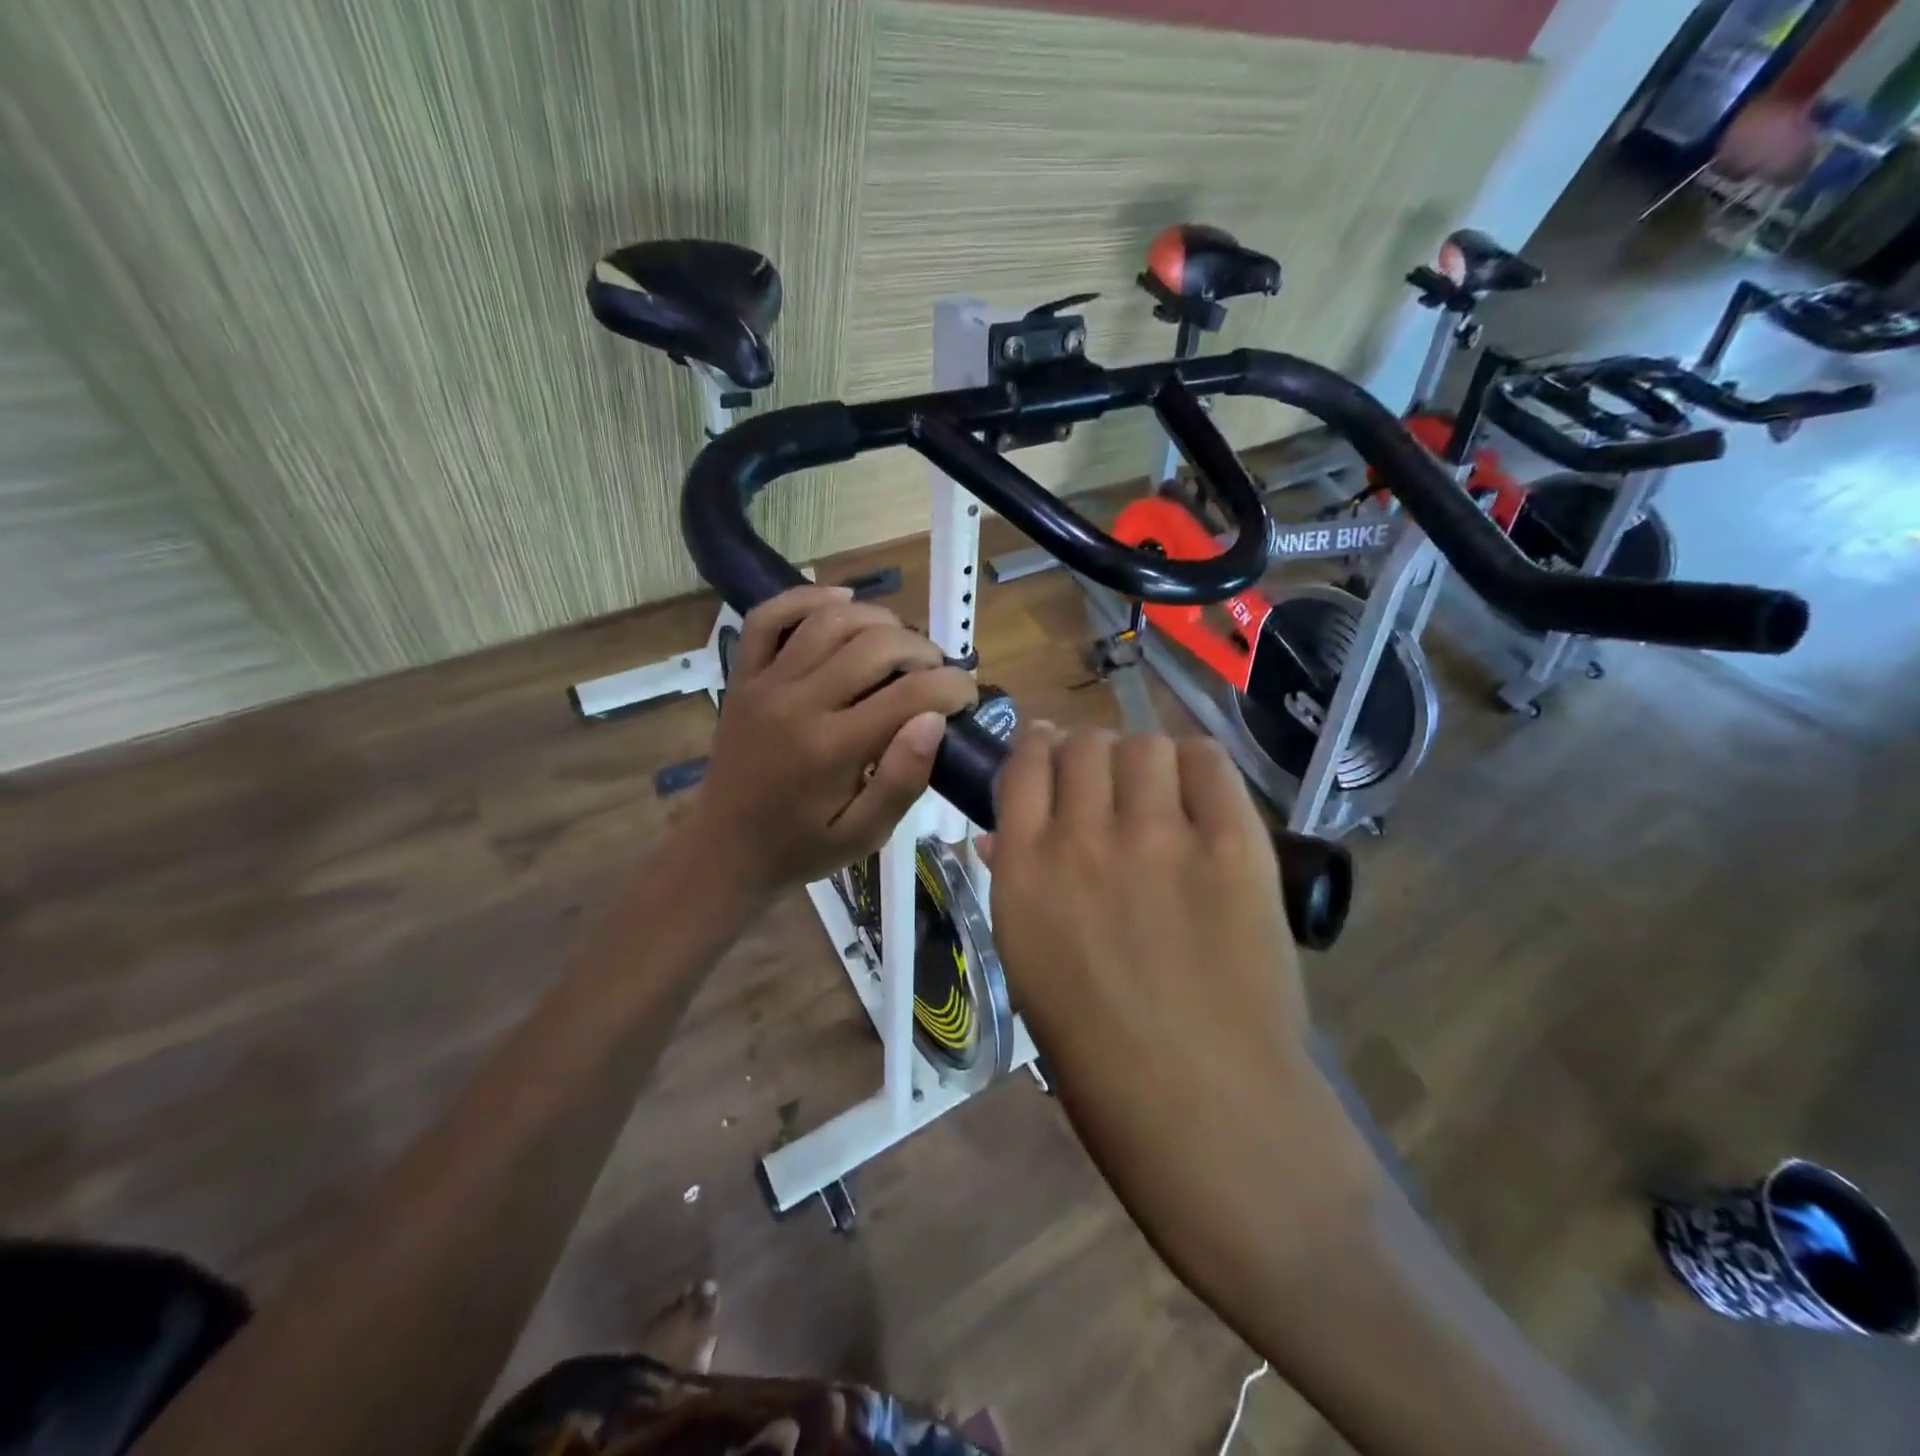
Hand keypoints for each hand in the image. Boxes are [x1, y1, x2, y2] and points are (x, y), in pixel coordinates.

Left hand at [683, 585, 976, 899]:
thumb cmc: (802, 847)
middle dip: (922, 651)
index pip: (910, 693)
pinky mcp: (743, 675)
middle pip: (875, 645)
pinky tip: (842, 599)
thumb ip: (902, 780)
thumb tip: (935, 720)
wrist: (725, 849)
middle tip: (936, 674)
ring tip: (902, 643)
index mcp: (832, 748)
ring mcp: (765, 683)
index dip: (953, 686)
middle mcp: (798, 703)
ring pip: (830, 620)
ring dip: (879, 620)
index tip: (968, 695)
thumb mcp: (864, 835)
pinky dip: (806, 597)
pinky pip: (769, 617)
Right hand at [983, 727, 1373, 1259]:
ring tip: (1156, 791)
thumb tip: (1000, 834)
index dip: (1035, 746)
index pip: (1022, 767)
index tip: (1046, 746)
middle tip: (1106, 779)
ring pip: (1144, 746)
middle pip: (1083, 745)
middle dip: (1088, 753)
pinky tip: (1198, 793)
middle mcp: (1084, 840)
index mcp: (1024, 873)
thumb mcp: (1028, 965)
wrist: (1206, 1113)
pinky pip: (1209, 765)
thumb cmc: (1097, 1056)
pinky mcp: (1234, 848)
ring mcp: (1161, 840)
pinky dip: (1197, 767)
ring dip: (1143, 760)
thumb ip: (1014, 884)